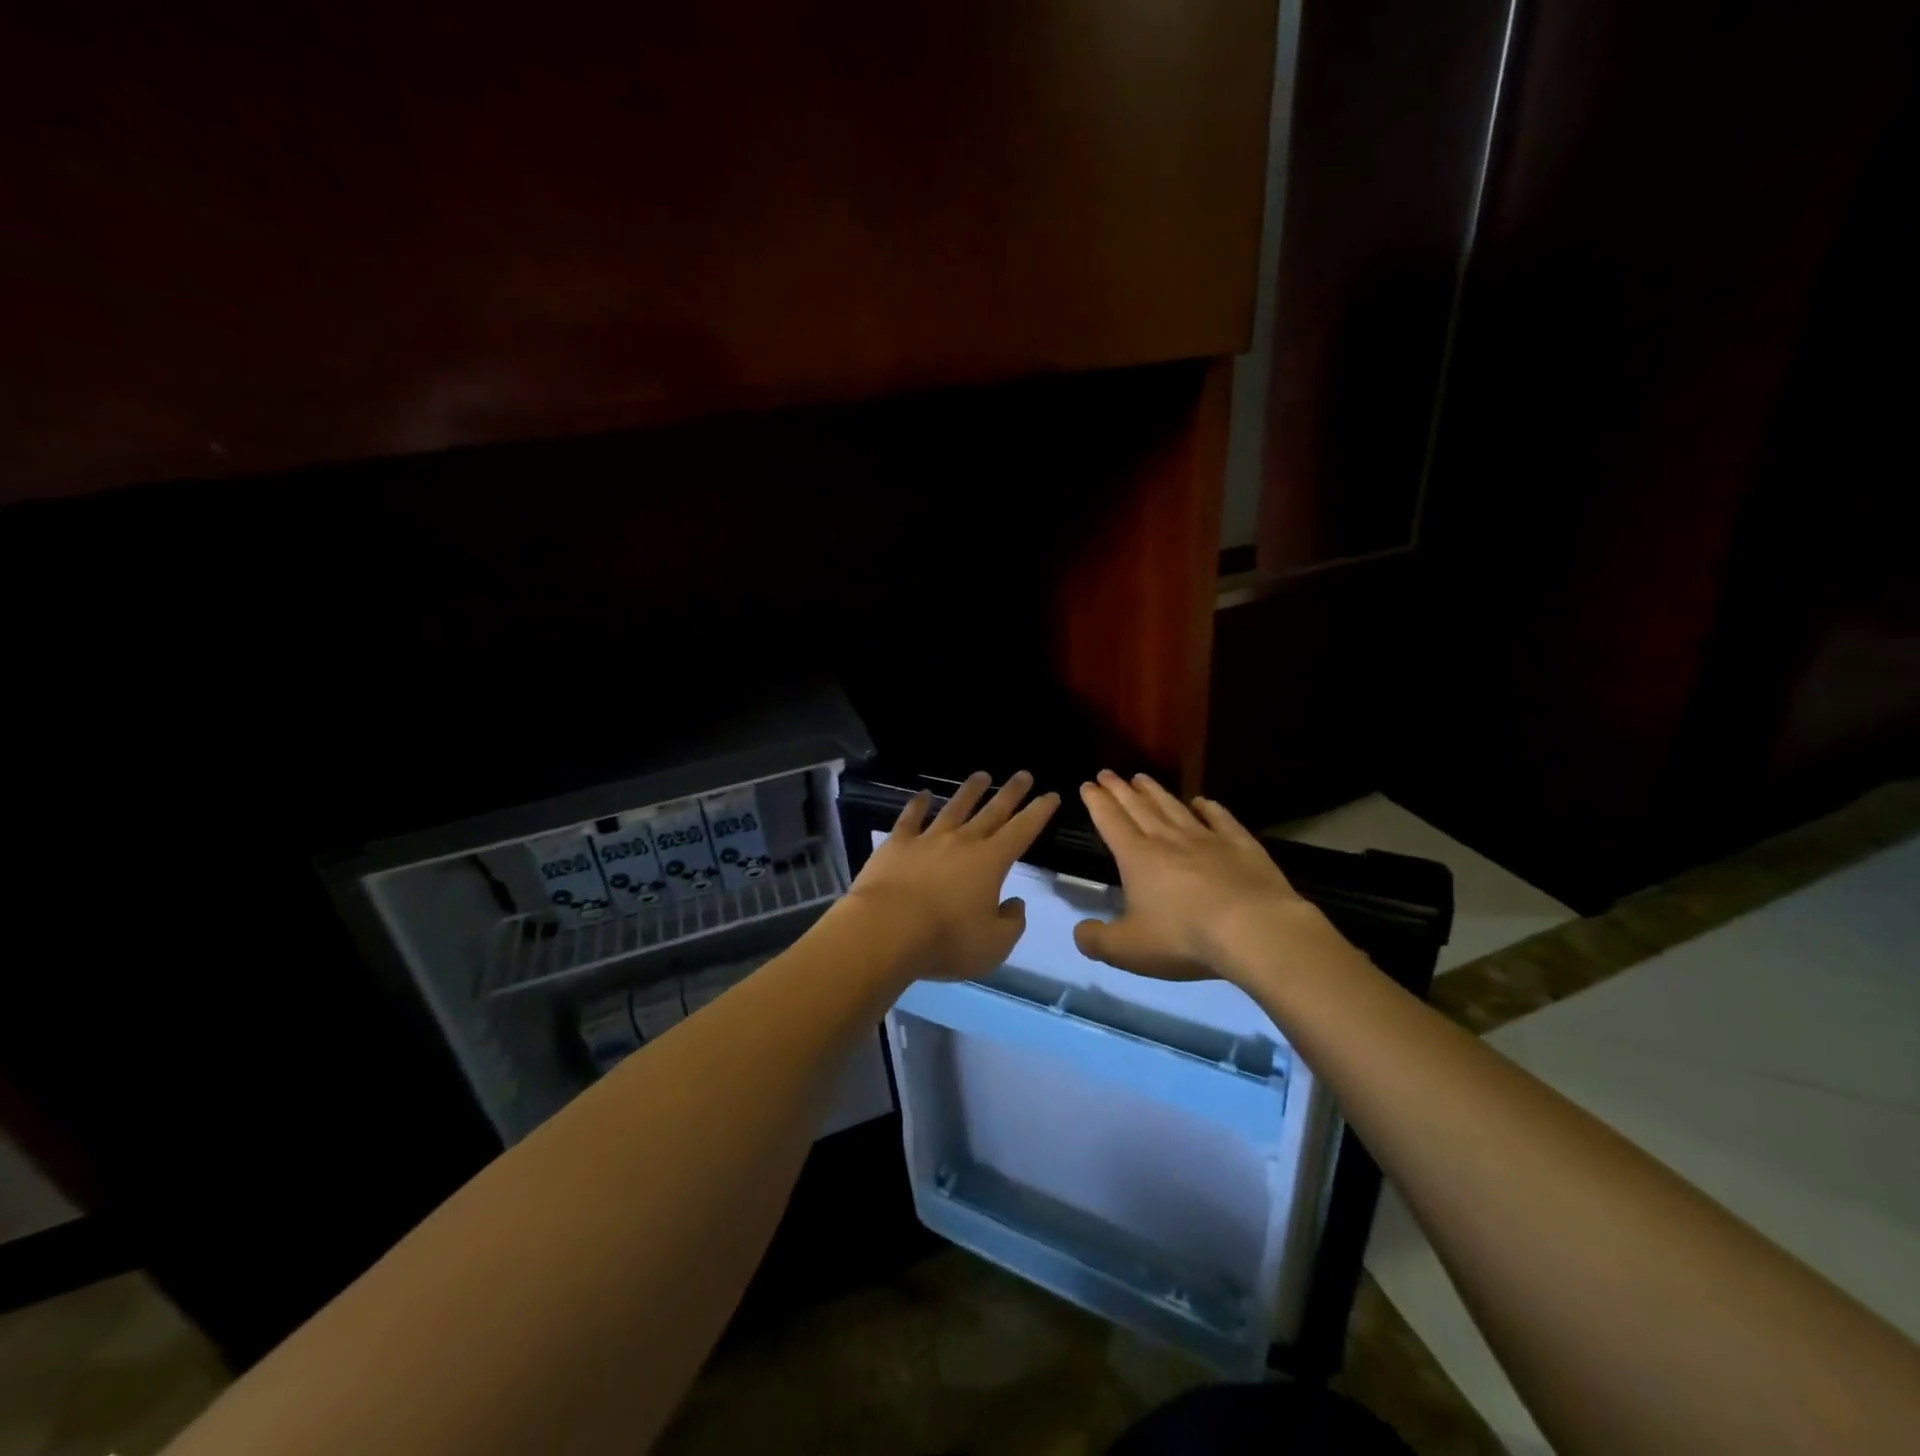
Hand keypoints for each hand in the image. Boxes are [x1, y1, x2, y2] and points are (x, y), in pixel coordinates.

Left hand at [844, 770, 1059, 982]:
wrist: (886, 929)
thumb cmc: (946, 940)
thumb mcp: (993, 945)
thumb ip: (1011, 923)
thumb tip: (1014, 903)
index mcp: (991, 862)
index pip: (1022, 831)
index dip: (1039, 812)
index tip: (1051, 795)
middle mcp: (962, 842)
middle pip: (992, 811)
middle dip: (1011, 793)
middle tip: (1024, 774)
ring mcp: (928, 839)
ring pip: (954, 808)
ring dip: (970, 791)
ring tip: (982, 775)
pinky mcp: (896, 844)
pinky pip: (910, 818)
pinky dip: (918, 804)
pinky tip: (923, 795)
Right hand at [1073, 770, 1333, 982]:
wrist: (1255, 930)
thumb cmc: (1184, 938)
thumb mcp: (1128, 949)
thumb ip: (1097, 940)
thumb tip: (1079, 932)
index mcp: (1137, 858)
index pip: (1111, 822)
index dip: (1097, 802)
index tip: (1088, 784)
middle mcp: (1168, 839)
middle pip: (1139, 807)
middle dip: (1120, 789)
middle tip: (1107, 772)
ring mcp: (1207, 839)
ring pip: (1175, 808)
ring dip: (1156, 792)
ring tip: (1142, 777)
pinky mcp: (1242, 846)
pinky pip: (1221, 820)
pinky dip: (1210, 808)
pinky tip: (1203, 801)